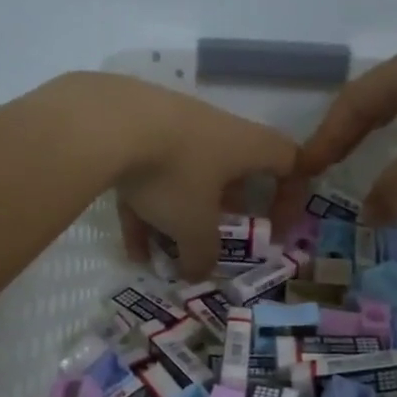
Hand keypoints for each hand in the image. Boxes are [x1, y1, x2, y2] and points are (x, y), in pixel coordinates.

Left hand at [79, 74, 298, 279]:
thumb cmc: (173, 173)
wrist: (106, 123)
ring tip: (161, 257)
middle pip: (231, 172)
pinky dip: (144, 209)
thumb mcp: (193, 226)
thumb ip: (202, 254)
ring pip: (183, 178)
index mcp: (245, 145)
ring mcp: (172, 126)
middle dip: (222, 212)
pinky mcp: (133, 129)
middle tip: (213, 241)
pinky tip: (130, 247)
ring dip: (175, 219)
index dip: (291, 196)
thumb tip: (198, 274)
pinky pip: (147, 175)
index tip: (277, 229)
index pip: (288, 161)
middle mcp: (214, 130)